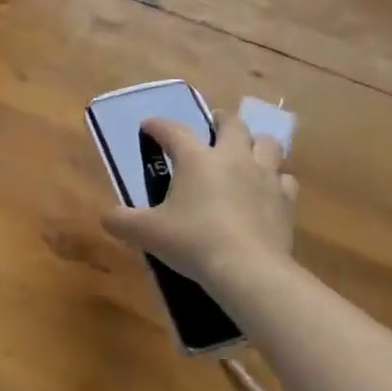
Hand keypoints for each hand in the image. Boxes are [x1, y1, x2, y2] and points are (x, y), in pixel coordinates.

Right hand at [102, 112, 297, 290]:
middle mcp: (232, 157)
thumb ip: (123, 222)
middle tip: (212, 125)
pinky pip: (285, 179)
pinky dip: (276, 180)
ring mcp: (264, 176)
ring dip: (255, 143)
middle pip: (231, 123)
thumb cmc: (193, 242)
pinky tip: (268, 190)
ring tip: (246, 152)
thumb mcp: (148, 233)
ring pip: (266, 144)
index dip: (158, 125)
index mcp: (196, 158)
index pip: (173, 130)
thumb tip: (106, 218)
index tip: (149, 127)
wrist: (248, 270)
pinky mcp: (285, 200)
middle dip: (220, 120)